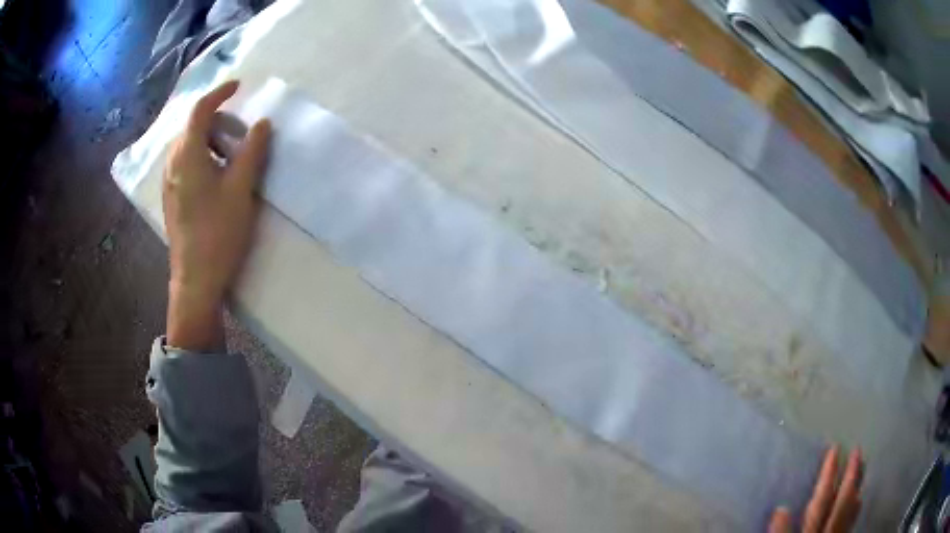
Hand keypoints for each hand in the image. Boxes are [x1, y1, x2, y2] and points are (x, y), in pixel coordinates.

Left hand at [163, 80, 270, 350]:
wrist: (196, 279)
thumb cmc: (218, 232)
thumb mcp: (241, 189)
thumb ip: (252, 151)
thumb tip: (262, 123)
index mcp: (187, 155)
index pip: (200, 110)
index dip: (220, 93)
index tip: (239, 86)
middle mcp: (173, 164)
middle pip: (193, 126)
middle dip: (218, 120)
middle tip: (241, 134)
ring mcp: (169, 182)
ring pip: (188, 145)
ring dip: (210, 140)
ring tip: (230, 157)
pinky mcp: (171, 198)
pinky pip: (185, 163)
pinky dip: (202, 156)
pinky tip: (216, 177)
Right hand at [769, 447, 863, 532]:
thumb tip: (780, 509)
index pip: (820, 503)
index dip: (827, 477)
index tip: (834, 449)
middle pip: (841, 503)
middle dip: (850, 476)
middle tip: (857, 449)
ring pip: (850, 511)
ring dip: (857, 488)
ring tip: (863, 466)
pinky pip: (850, 524)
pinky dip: (856, 509)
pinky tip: (860, 500)